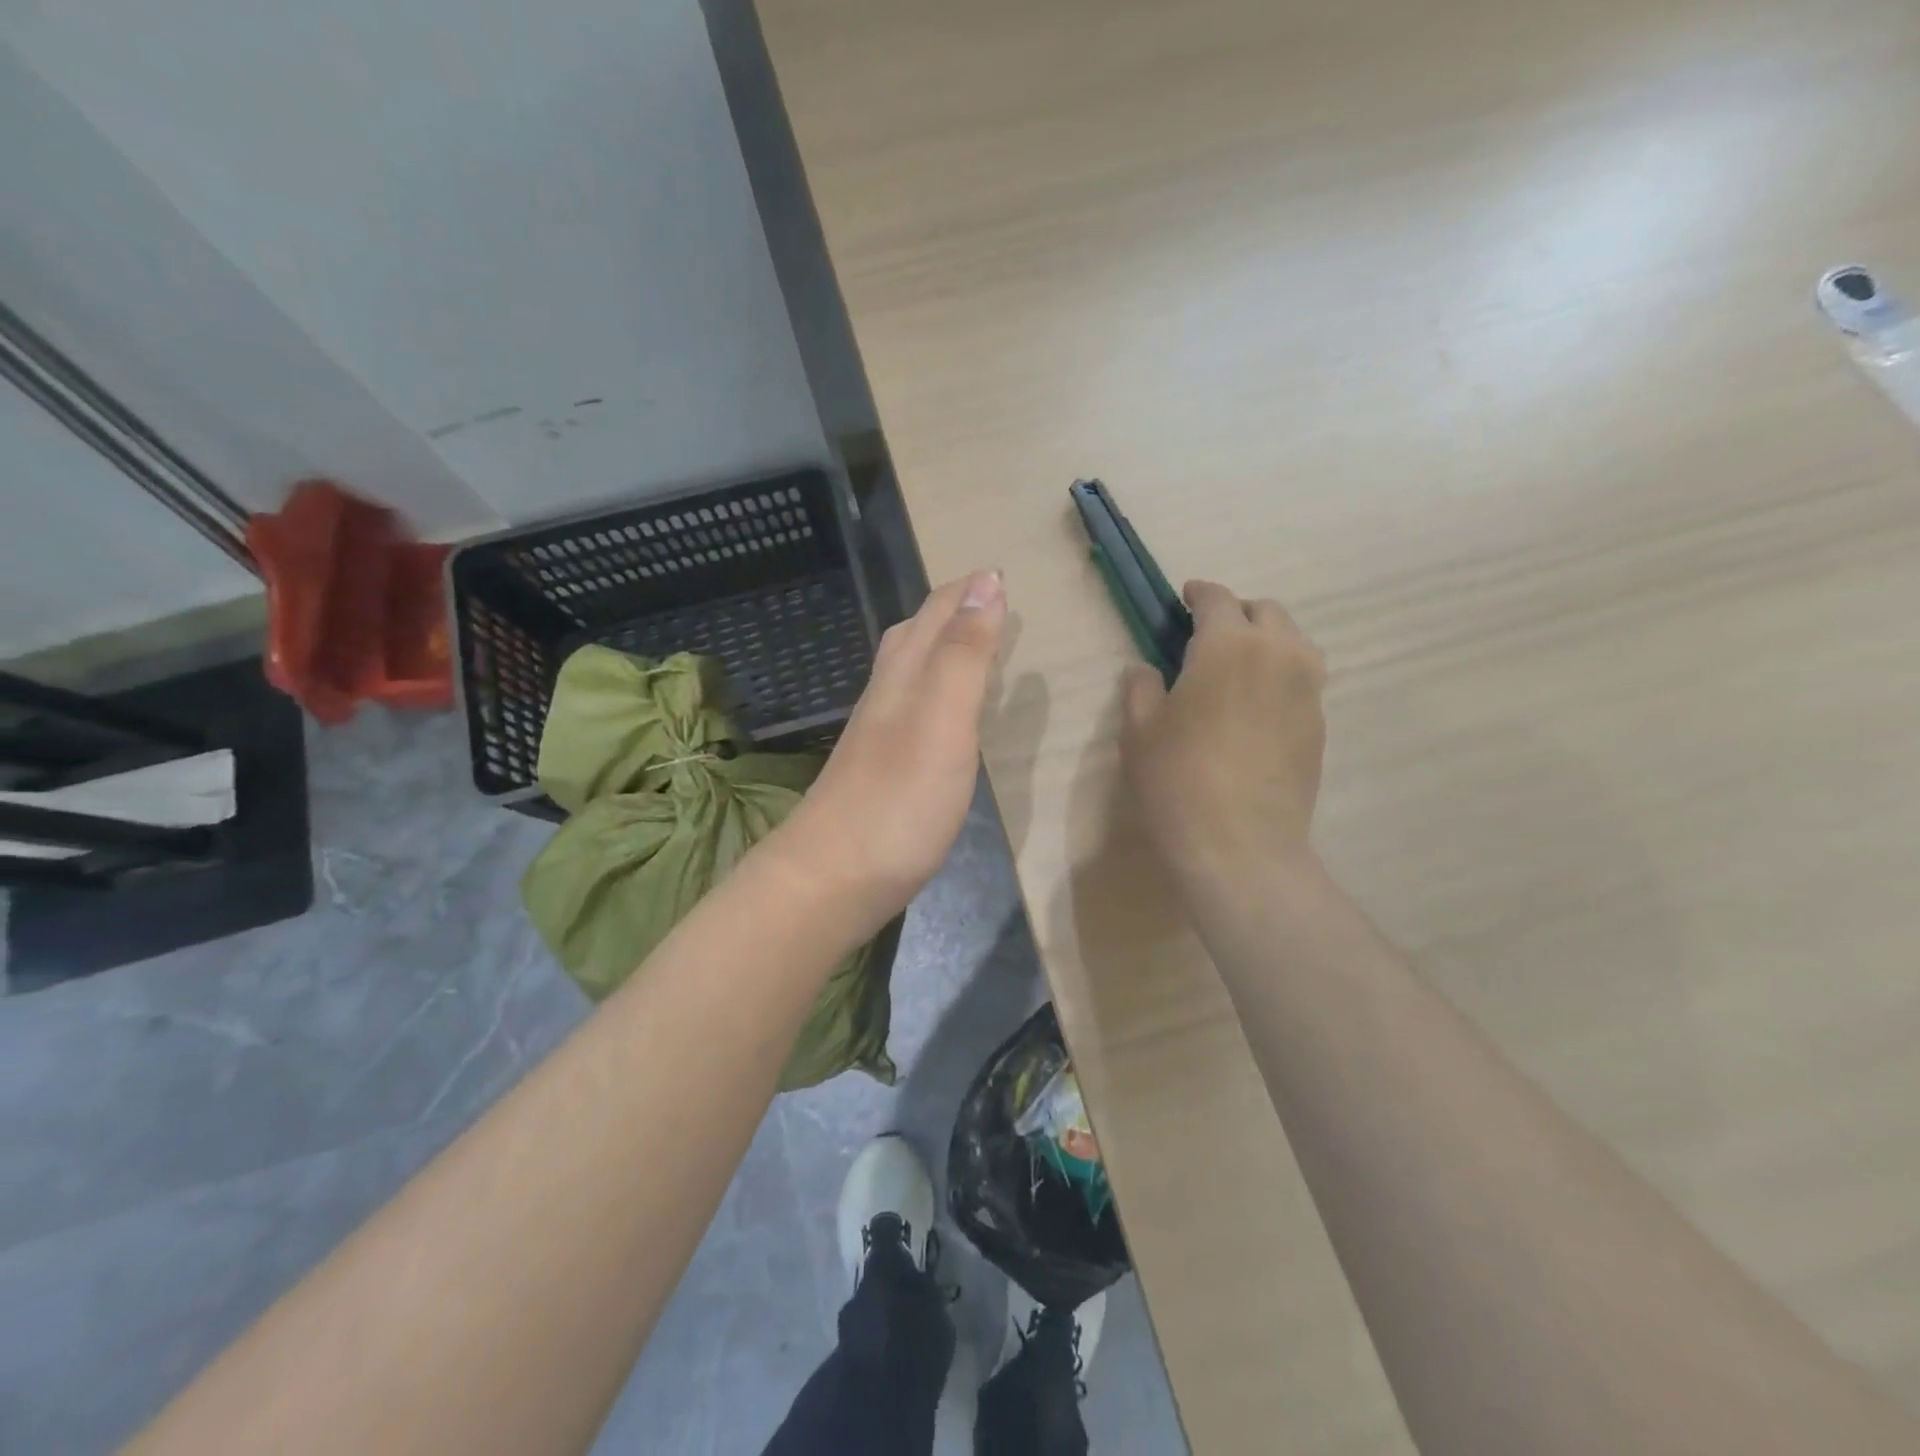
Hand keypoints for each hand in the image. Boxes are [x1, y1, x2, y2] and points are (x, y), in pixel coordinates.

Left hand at [776, 570, 1007, 932]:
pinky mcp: (880, 770)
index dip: (969, 590)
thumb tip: (985, 582)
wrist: (832, 878)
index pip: (936, 613)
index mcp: (903, 675)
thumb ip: (963, 655)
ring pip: (908, 671)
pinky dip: (935, 692)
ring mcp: (878, 734)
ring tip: (974, 646)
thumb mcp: (942, 720)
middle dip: (952, 609)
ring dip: (941, 647)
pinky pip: (911, 709)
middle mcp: (885, 695)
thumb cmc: (897, 799)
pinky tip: (944, 715)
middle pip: (914, 635)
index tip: (1003, 574)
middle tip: (992, 602)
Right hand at [1120, 580, 1326, 889]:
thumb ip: (1142, 687)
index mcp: (1229, 645)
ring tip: (1237, 668)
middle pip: (1266, 611)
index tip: (1184, 598)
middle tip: (1208, 636)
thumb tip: (1148, 670)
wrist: (1241, 845)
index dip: (1199, 593)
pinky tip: (1254, 708)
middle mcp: (1279, 654)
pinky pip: (1301, 680)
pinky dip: (1279, 677)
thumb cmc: (1178, 780)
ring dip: (1265, 641)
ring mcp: (1307, 690)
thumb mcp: (1139, 730)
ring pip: (1293, 643)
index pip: (1218, 599)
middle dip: (1236, 613)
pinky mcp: (1319, 723)